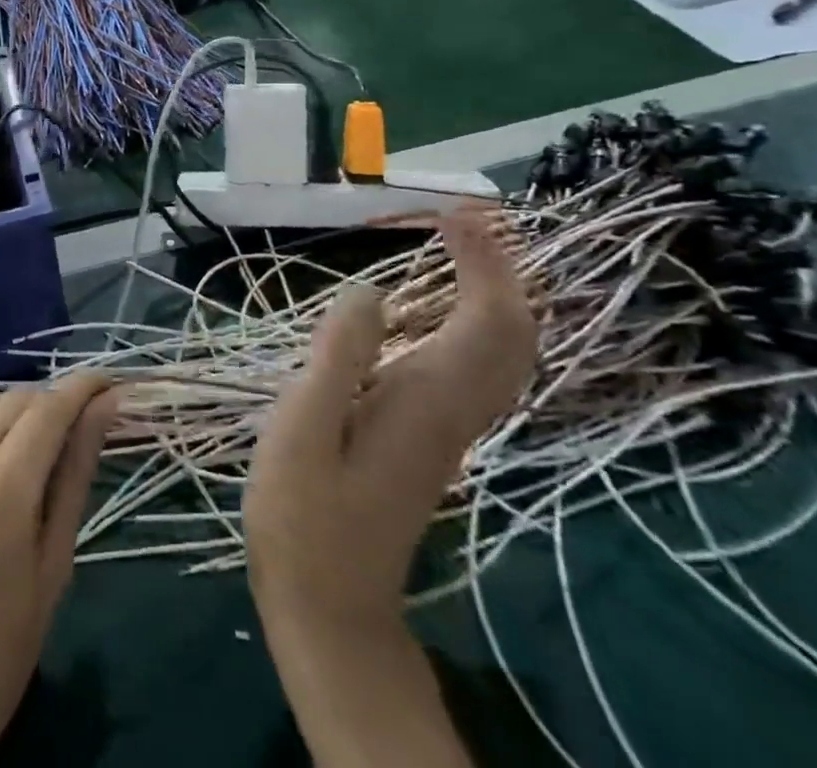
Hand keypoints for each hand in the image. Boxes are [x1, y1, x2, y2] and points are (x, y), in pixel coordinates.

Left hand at [0, 375, 114, 767]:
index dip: (84, 387)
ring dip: (7, 411)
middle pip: (15, 399)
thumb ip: (77, 475)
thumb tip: (106, 406)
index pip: (51, 409)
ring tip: (19, 449)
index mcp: (1, 495)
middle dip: (51, 404)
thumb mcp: (53, 568)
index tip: (108, 383)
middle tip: (69, 430)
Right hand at [244, 210, 537, 767]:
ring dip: (494, 288)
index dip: (483, 262)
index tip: (451, 213)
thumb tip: (370, 292)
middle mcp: (454, 407)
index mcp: (428, 400)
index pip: (487, 319)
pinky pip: (479, 362)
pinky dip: (476, 317)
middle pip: (513, 332)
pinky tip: (440, 302)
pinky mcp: (433, 432)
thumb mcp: (303, 430)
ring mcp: (449, 423)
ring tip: (458, 242)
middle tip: (464, 216)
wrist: (329, 604)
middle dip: (501, 267)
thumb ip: (338, 358)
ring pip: (504, 349)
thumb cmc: (302, 514)